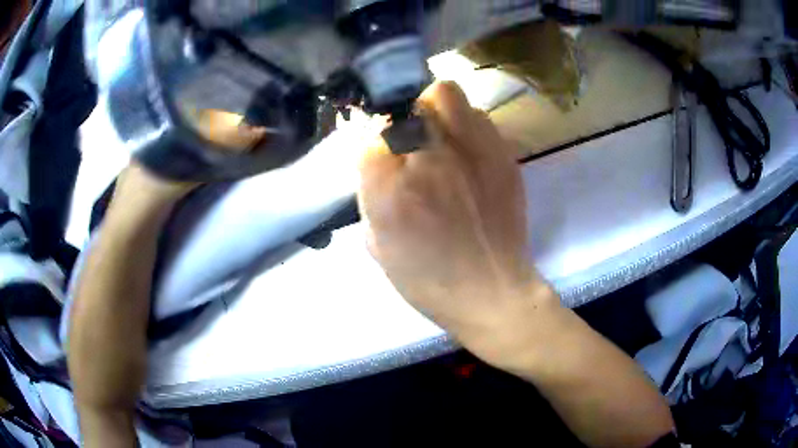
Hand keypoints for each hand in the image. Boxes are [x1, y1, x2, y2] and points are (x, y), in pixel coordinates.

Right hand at [358, 82, 558, 364]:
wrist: (492, 292)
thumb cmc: (429, 281)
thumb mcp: (378, 246)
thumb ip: (370, 195)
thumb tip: (375, 159)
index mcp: (391, 192)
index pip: (369, 133)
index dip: (372, 137)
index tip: (380, 149)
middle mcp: (428, 162)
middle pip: (406, 102)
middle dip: (401, 114)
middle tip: (408, 135)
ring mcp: (471, 153)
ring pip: (444, 94)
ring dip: (434, 108)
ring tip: (438, 134)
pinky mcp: (502, 155)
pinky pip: (478, 115)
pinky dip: (466, 123)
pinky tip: (466, 149)